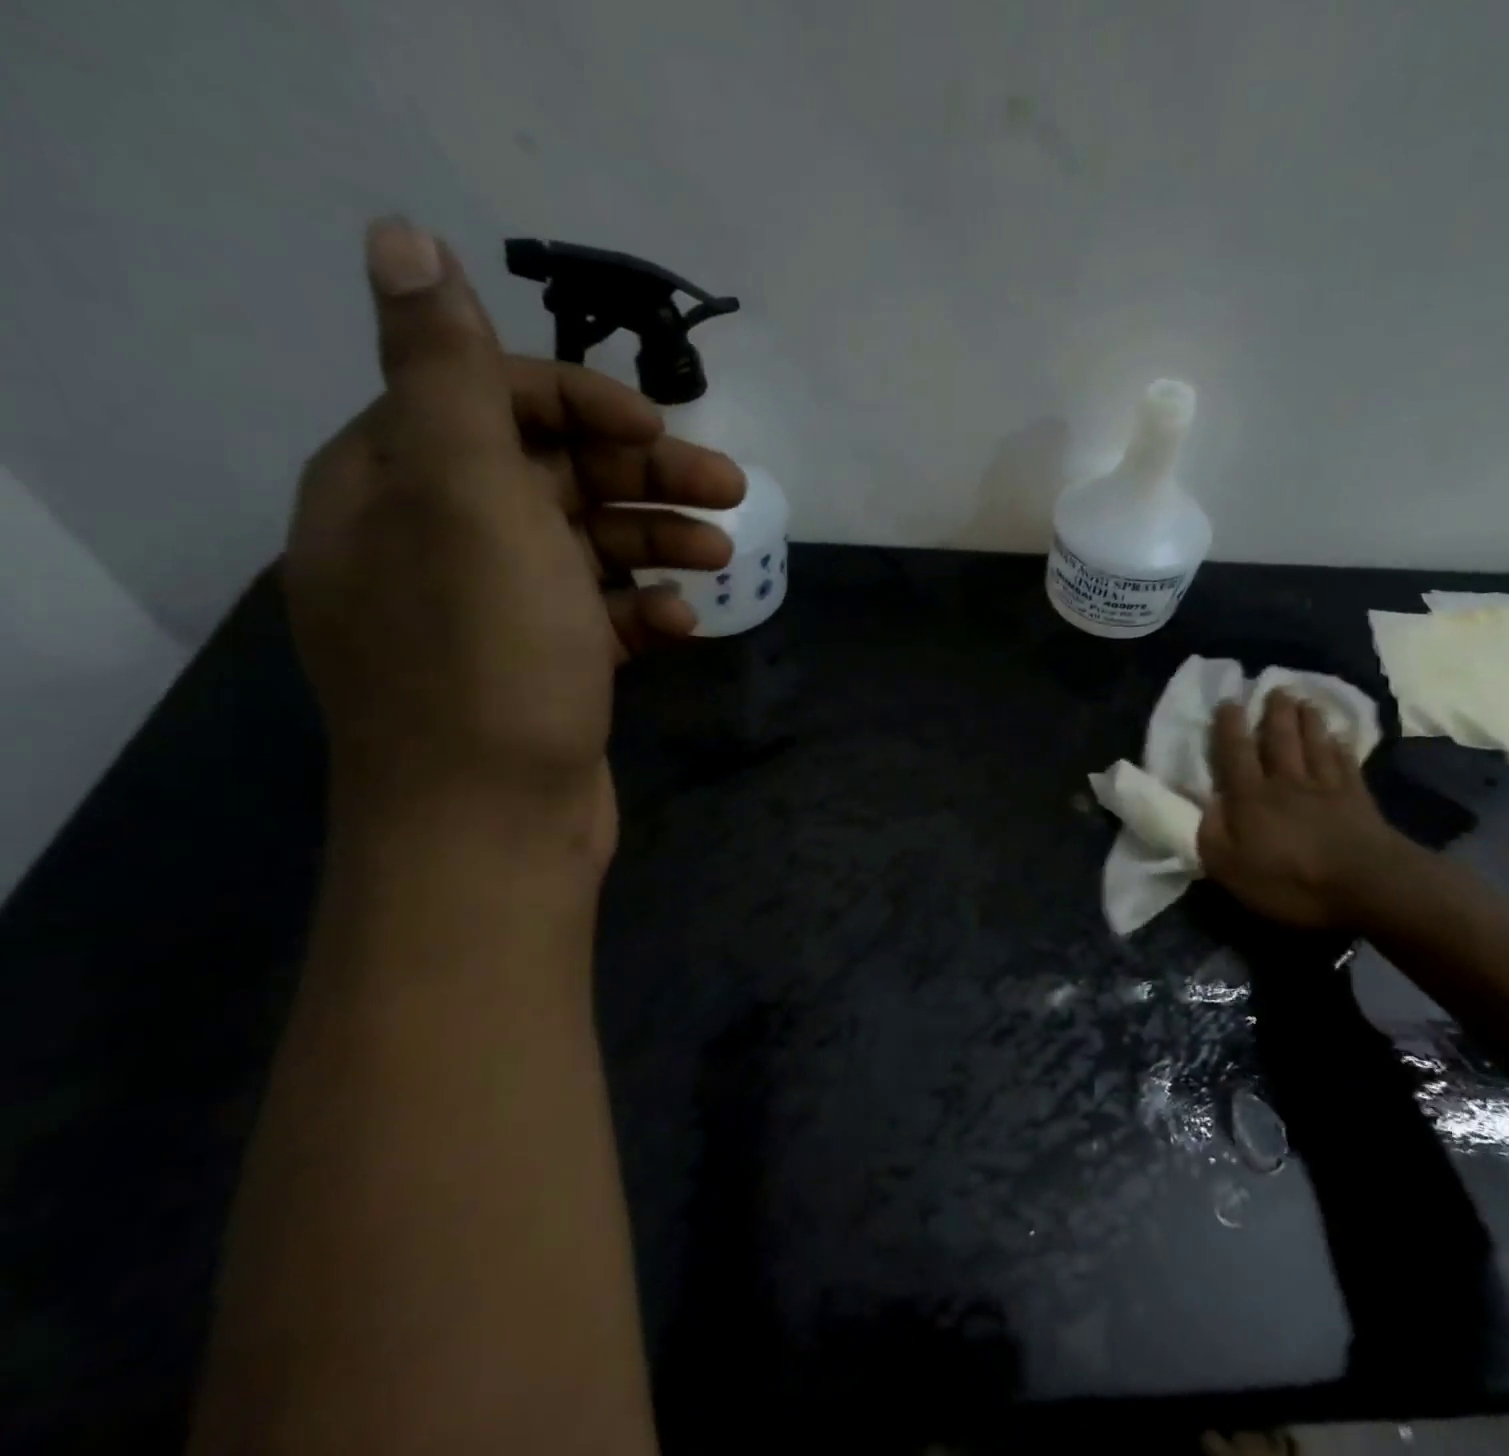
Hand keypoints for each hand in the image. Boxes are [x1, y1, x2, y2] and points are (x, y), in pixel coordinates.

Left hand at [284, 219, 743, 851]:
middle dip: (645, 475)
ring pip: (586, 544)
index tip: (660, 431)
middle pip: (550, 472)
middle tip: (730, 488)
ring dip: (659, 540)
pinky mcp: (540, 664)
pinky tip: (682, 625)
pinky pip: (598, 613)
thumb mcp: (468, 504)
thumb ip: (448, 376)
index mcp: (395, 486)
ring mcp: (491, 609)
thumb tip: (403, 238)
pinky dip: (642, 609)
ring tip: (723, 558)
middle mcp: (434, 540)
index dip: (581, 401)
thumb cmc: (487, 663)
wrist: (492, 829)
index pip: (487, 397)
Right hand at [1197, 693, 1408, 927]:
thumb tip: (1205, 804)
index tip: (1229, 702)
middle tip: (1275, 688)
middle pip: (1279, 740)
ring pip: (1314, 745)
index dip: (1229, 727)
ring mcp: (1326, 788)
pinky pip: (1347, 765)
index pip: (1235, 754)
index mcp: (1251, 798)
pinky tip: (1341, 738)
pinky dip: (1342, 748)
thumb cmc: (1291, 880)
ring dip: (1308, 722)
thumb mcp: (1231, 868)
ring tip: (1305, 702)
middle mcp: (1286, 783)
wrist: (1368, 885)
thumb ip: (1212, 834)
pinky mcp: (1358, 800)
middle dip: (1275, 713)